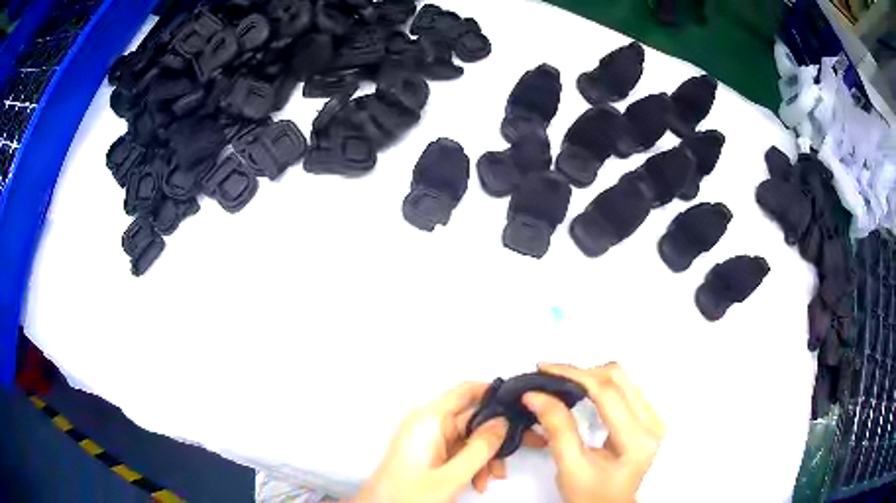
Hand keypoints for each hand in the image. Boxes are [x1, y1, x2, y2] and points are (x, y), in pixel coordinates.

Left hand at [350, 381, 544, 502]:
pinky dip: (472, 465)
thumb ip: (480, 448)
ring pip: (469, 438)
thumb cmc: (410, 495)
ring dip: (485, 457)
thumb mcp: (452, 475)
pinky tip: (478, 484)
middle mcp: (428, 423)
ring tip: (492, 479)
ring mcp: (428, 439)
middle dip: (495, 438)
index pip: (466, 391)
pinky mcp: (429, 453)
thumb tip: (504, 421)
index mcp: (429, 419)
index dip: (495, 394)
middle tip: (519, 452)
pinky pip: (459, 451)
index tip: (522, 407)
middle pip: (473, 418)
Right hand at [523, 363, 664, 502]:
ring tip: (562, 382)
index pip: (607, 392)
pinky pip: (624, 388)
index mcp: (637, 440)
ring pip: (622, 379)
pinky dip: (599, 385)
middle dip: (581, 372)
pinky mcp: (647, 419)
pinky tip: (581, 391)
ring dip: (590, 376)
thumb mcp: (571, 468)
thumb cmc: (591, 497)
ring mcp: (652, 420)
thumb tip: (537, 396)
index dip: (574, 375)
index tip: (545, 370)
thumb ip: (557, 429)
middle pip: (618, 378)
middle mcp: (652, 424)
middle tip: (550, 376)